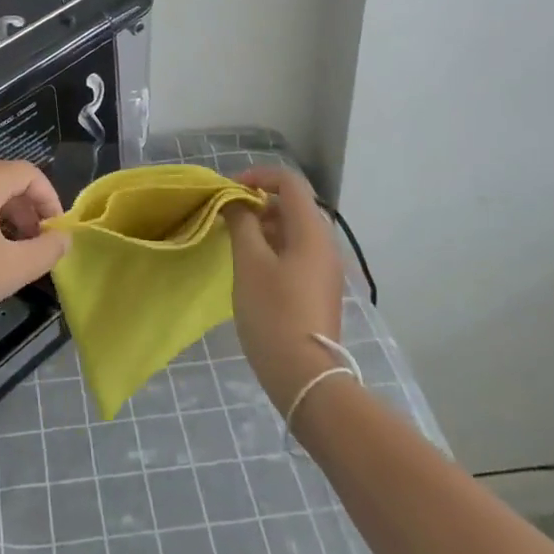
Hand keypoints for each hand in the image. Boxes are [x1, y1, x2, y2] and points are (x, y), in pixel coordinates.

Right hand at [224, 165, 345, 413]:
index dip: (258, 176)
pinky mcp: (320, 289)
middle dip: (258, 203)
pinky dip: (274, 247)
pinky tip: (252, 268)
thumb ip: (241, 223)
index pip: (289, 182)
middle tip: (227, 218)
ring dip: (264, 226)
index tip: (229, 190)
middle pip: (293, 205)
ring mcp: (325, 268)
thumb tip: (235, 202)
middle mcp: (325, 243)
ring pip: (294, 230)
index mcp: (311, 231)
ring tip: (235, 243)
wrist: (306, 376)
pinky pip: (297, 252)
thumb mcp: (249, 262)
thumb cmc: (273, 312)